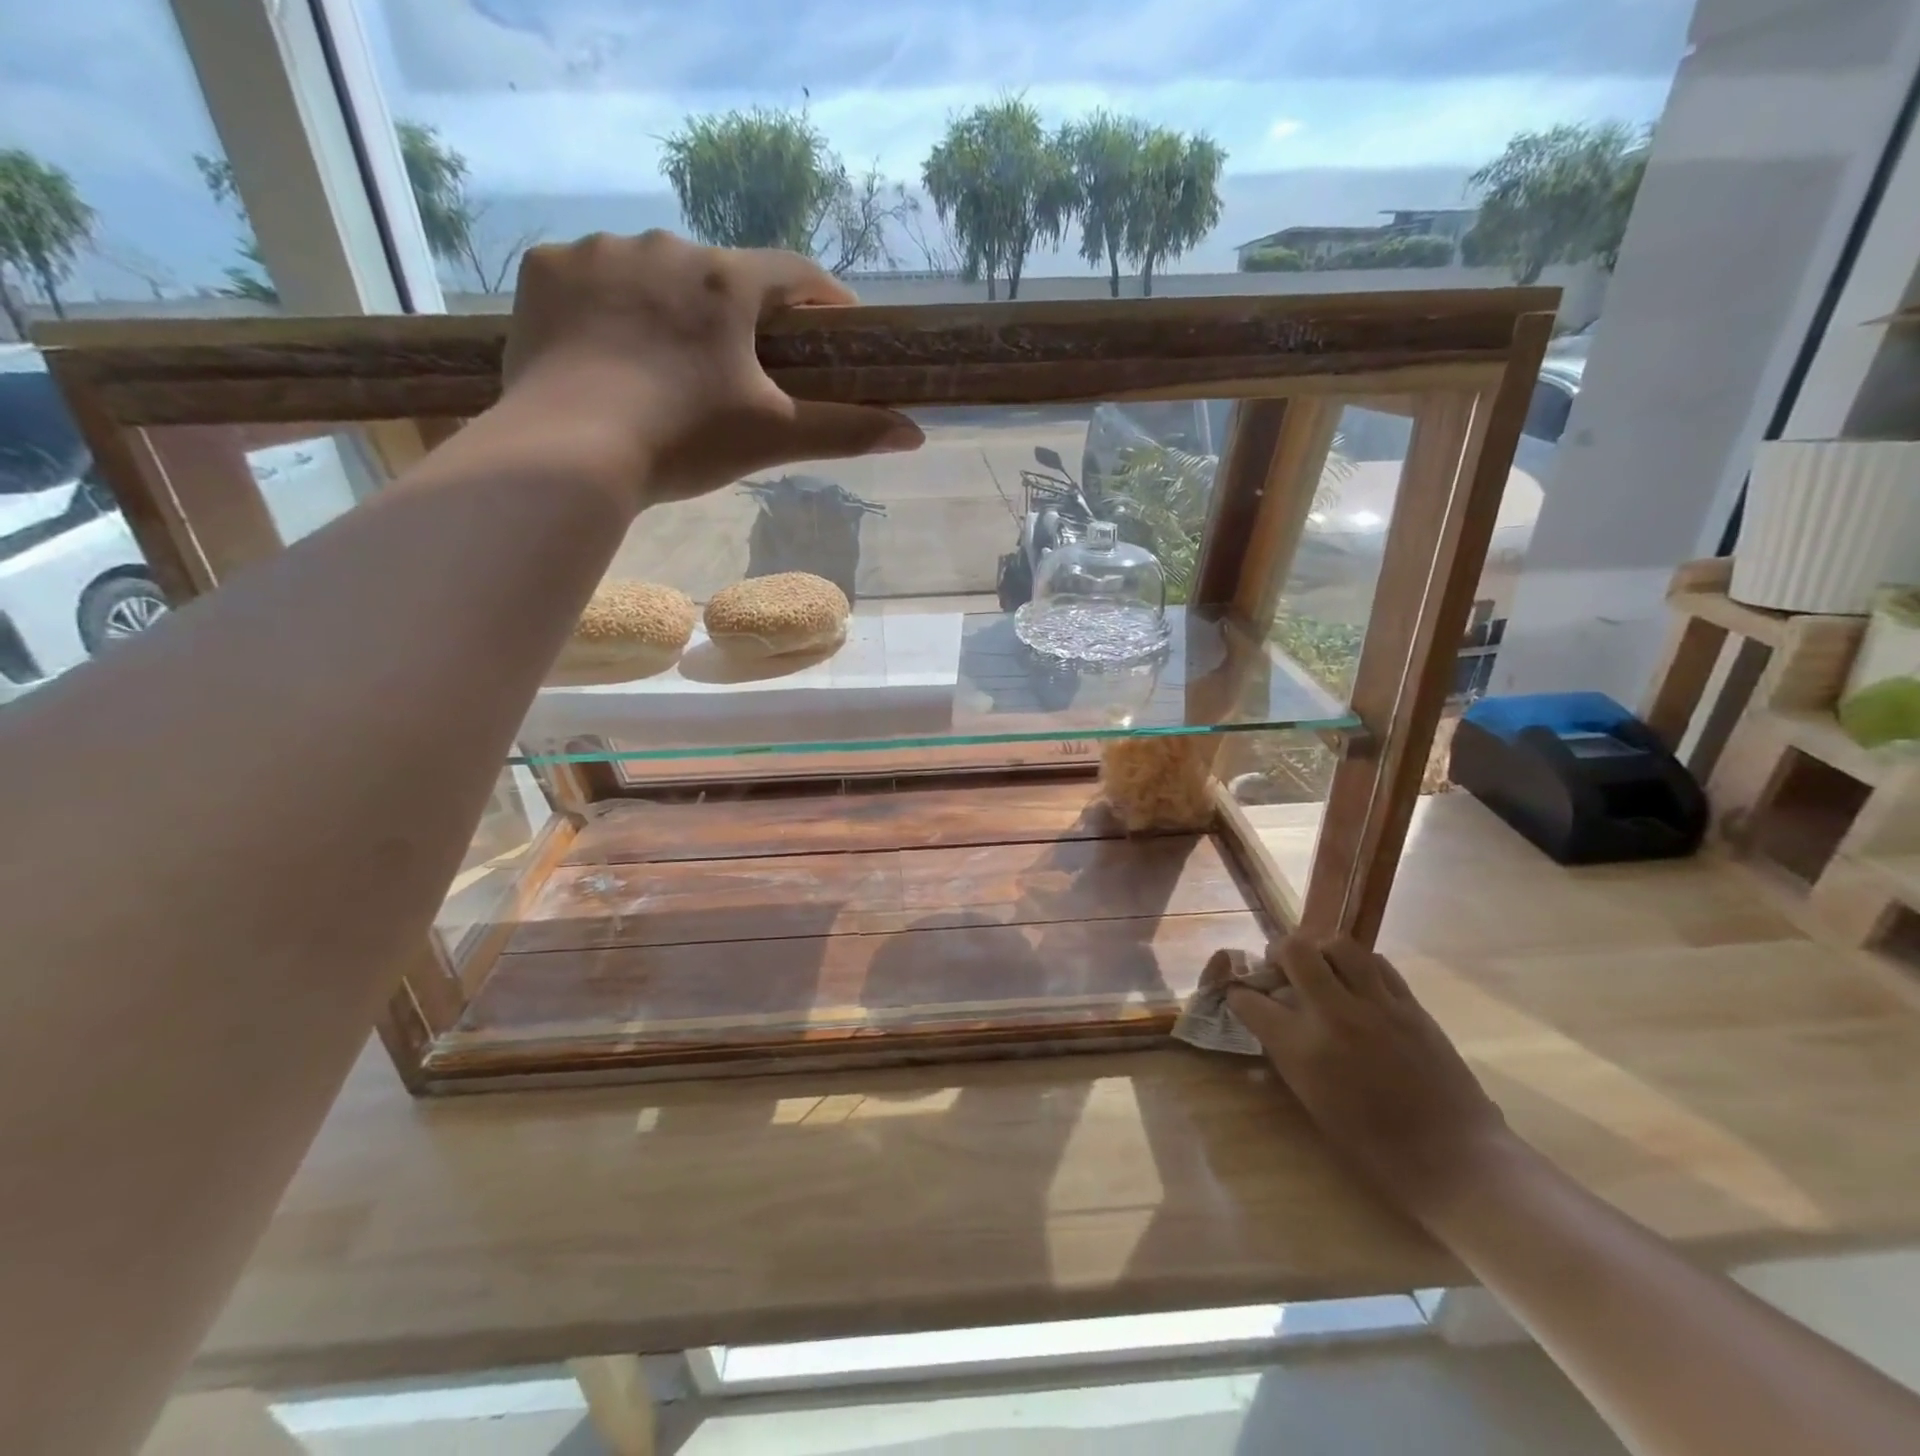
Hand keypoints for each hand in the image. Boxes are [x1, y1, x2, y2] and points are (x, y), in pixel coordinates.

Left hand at [500, 231, 923, 509]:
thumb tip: (916, 435)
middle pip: (720, 274)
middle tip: (737, 365)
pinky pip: (588, 279)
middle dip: (736, 312)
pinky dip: (605, 309)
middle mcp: (665, 246)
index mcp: (727, 282)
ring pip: (652, 273)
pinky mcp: (544, 271)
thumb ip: (847, 431)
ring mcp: (597, 253)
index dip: (822, 297)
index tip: (835, 324)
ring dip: (668, 306)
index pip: (795, 272)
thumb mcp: (774, 439)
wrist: (570, 452)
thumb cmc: (685, 441)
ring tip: (663, 364)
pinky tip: (605, 351)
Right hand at [1227, 936, 1512, 1223]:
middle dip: (1278, 952)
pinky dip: (1359, 964)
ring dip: (1320, 949)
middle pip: (1294, 950)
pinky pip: (1377, 963)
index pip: (1250, 1000)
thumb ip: (1287, 1052)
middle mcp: (1334, 1015)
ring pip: (1338, 945)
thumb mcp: (1312, 1100)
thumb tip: (1273, 1021)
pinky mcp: (1411, 1005)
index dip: (1239, 995)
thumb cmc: (1375, 1147)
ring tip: (1320, 965)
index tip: (1240, 998)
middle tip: (1280, 966)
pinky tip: (1357, 980)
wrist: (1455, 1160)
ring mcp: (1376, 1005)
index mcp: (1302, 1048)